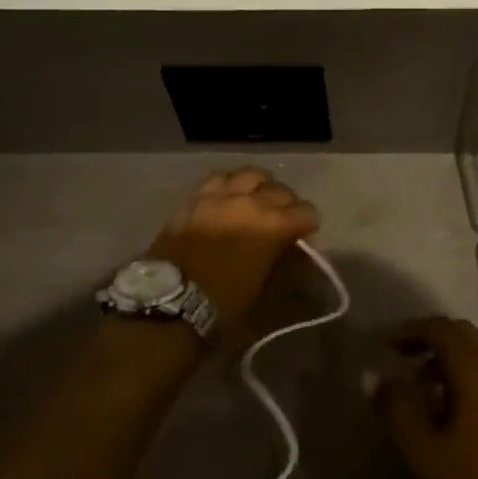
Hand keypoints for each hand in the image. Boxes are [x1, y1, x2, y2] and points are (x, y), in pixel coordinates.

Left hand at [147, 167, 319, 351]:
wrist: (169, 301)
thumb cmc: (223, 304)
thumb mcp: (264, 290)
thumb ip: (284, 264)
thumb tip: (295, 253)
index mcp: (274, 226)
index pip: (307, 212)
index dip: (308, 225)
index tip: (301, 237)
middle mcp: (251, 202)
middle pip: (281, 190)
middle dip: (286, 205)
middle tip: (280, 221)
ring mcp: (221, 195)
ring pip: (251, 174)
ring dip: (259, 187)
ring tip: (255, 201)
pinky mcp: (196, 197)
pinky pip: (219, 177)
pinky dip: (229, 184)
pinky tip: (227, 197)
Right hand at [369, 317, 477, 478]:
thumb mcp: (422, 450)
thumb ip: (395, 406)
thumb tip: (371, 375)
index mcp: (476, 370)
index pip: (440, 329)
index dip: (409, 331)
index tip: (383, 345)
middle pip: (463, 335)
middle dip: (430, 339)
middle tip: (401, 357)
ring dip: (450, 359)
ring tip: (422, 386)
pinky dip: (470, 376)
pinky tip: (453, 407)